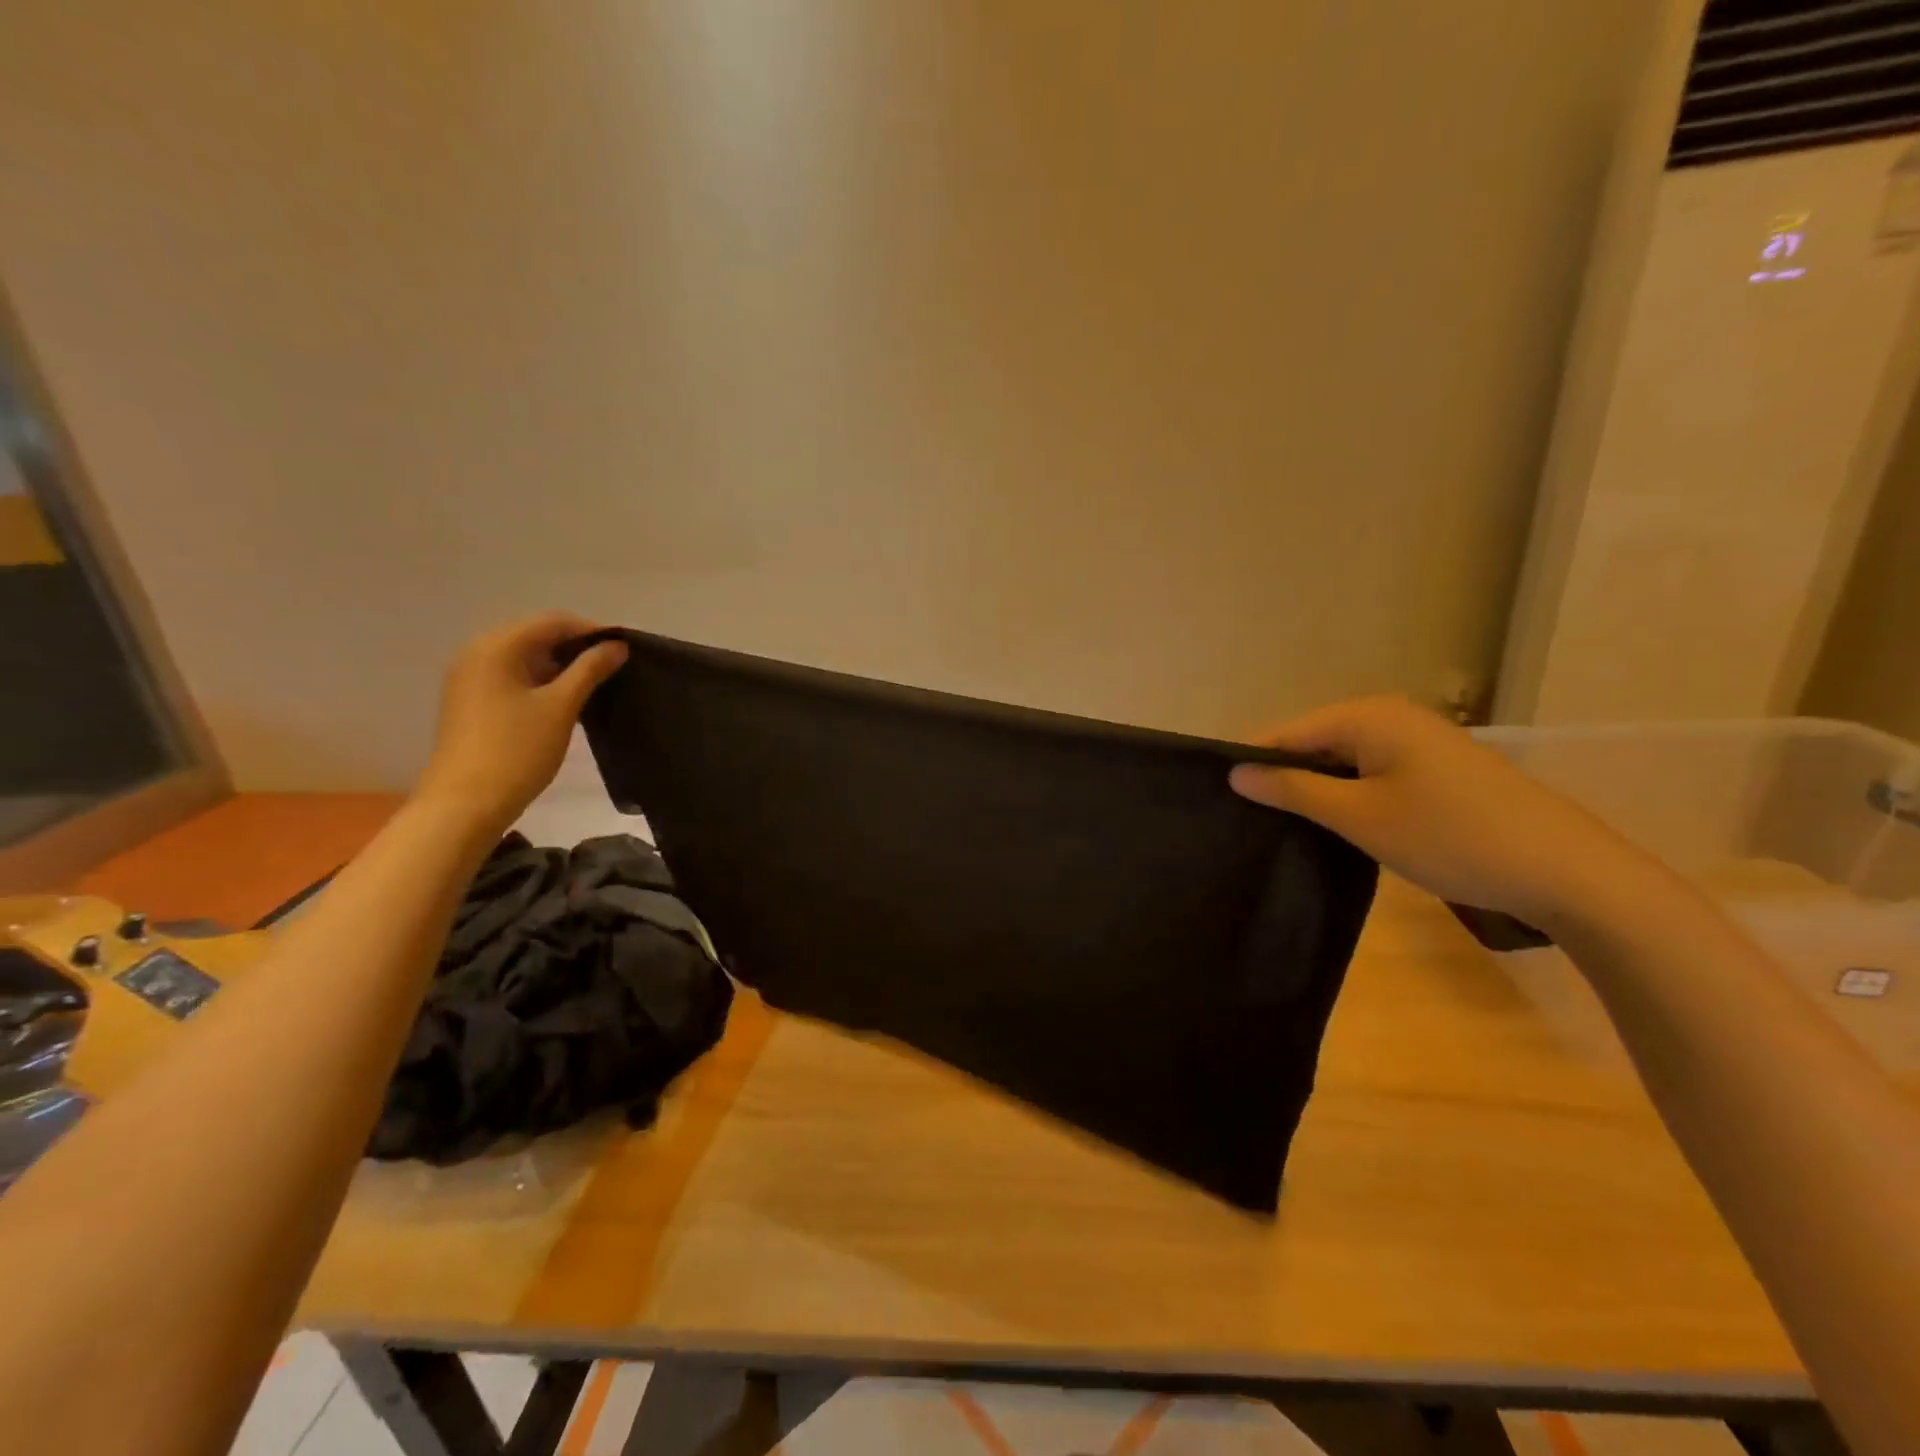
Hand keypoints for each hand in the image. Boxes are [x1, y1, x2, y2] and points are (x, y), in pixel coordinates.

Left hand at [416, 613, 627, 830]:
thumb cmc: (516, 750)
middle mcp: (477, 652)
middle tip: (614, 666)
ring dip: (561, 664)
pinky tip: (566, 699)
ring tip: (596, 683)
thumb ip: (590, 670)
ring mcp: (470, 677)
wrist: (465, 803)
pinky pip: (513, 675)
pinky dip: (542, 680)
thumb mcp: (561, 706)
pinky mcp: (472, 700)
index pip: (552, 621)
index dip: (592, 630)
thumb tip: (617, 645)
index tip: (625, 648)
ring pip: (525, 657)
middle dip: (576, 646)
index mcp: (496, 647)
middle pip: (536, 635)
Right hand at [1228, 696, 1657, 927]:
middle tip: (1251, 821)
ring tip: (1284, 826)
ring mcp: (1417, 740)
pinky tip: (1338, 825)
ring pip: (1342, 761)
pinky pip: (1371, 772)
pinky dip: (1349, 796)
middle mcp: (1390, 716)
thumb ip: (1292, 790)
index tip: (1221, 800)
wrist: (1564, 871)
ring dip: (1316, 791)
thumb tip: (1235, 772)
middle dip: (1283, 778)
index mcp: (1367, 716)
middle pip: (1312, 743)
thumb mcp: (1359, 817)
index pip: (1285, 733)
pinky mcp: (1435, 767)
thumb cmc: (1450, 836)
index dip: (1251, 765)